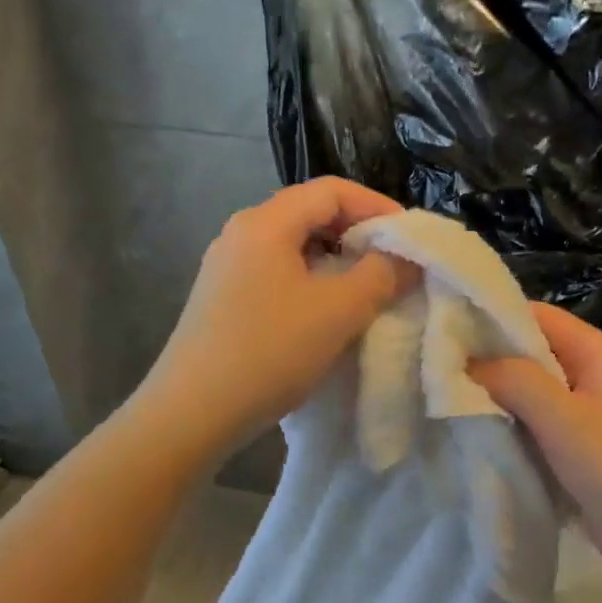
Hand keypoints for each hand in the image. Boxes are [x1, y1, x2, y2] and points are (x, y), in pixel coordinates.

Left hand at [137, 178, 417, 455]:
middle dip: (357, 233)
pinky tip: (325, 314)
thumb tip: (406, 257)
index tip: (409, 237)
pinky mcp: (222, 300)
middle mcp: (241, 234)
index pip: (331, 190)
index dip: (377, 206)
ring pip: (294, 247)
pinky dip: (311, 282)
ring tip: (366, 290)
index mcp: (265, 222)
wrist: (192, 412)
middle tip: (393, 263)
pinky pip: (277, 275)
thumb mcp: (338, 311)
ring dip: (336, 261)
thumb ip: (381, 275)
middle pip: (310, 214)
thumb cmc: (270, 351)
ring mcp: (227, 268)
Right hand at [472, 304, 601, 595]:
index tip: (447, 330)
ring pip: (533, 395)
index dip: (495, 319)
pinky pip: (540, 428)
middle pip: (535, 355)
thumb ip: (516, 381)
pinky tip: (477, 435)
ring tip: (447, 402)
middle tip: (438, 370)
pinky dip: (513, 430)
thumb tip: (468, 363)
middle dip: (491, 363)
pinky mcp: (582, 452)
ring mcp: (590, 417)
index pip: (541, 317)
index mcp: (601, 355)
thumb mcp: (564, 418)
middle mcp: (596, 378)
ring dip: (499, 400)